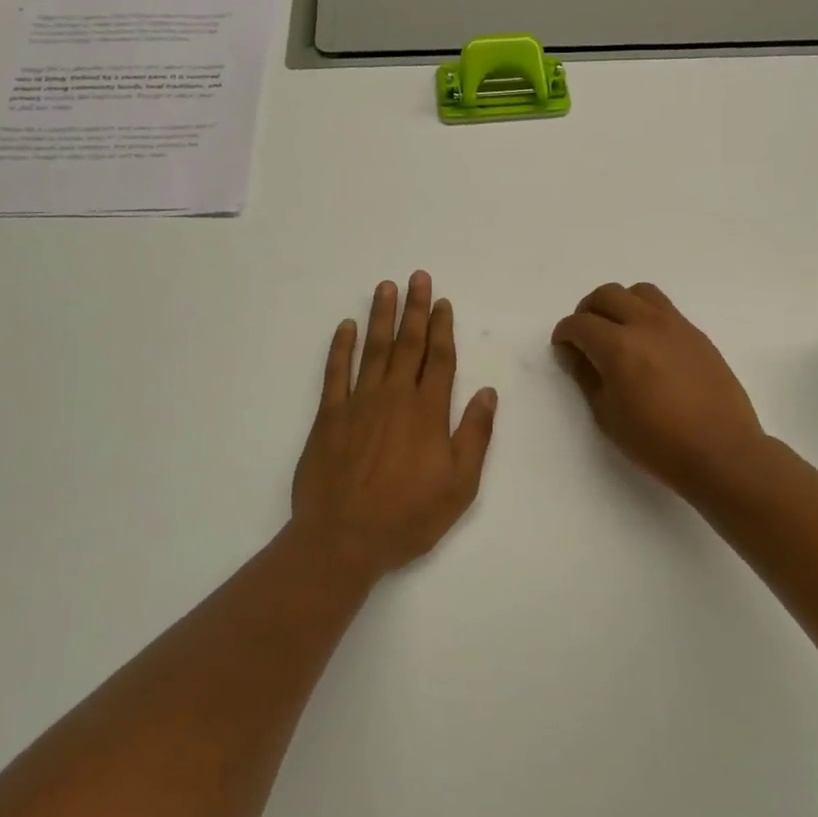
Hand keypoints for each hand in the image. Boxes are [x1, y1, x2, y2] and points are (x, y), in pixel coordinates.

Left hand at [292, 272, 497, 579]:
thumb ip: (475, 435)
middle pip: (408, 344)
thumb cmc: (408, 517)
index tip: (442, 302)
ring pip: (373, 349)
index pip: (440, 359)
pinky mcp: (329, 416)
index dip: (442, 328)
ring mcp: (359, 403)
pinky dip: (341, 347)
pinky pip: (336, 372)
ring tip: (385, 287)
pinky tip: (346, 326)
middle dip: (414, 309)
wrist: (343, 539)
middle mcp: (395, 397)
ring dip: (380, 317)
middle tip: (417, 277)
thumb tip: (488, 394)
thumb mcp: (459, 485)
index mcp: (428, 412)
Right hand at [552, 282, 766, 498]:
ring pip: (639, 292)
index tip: (563, 348)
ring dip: (620, 304)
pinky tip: (647, 345)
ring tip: (617, 331)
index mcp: (619, 346)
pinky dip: (645, 314)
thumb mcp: (607, 415)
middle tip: (585, 336)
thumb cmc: (657, 441)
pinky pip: (664, 307)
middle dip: (588, 311)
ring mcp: (676, 325)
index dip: (564, 333)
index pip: (580, 323)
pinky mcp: (696, 333)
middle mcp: (646, 324)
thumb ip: (587, 377)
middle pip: (607, 294)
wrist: (721, 450)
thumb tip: (573, 353)